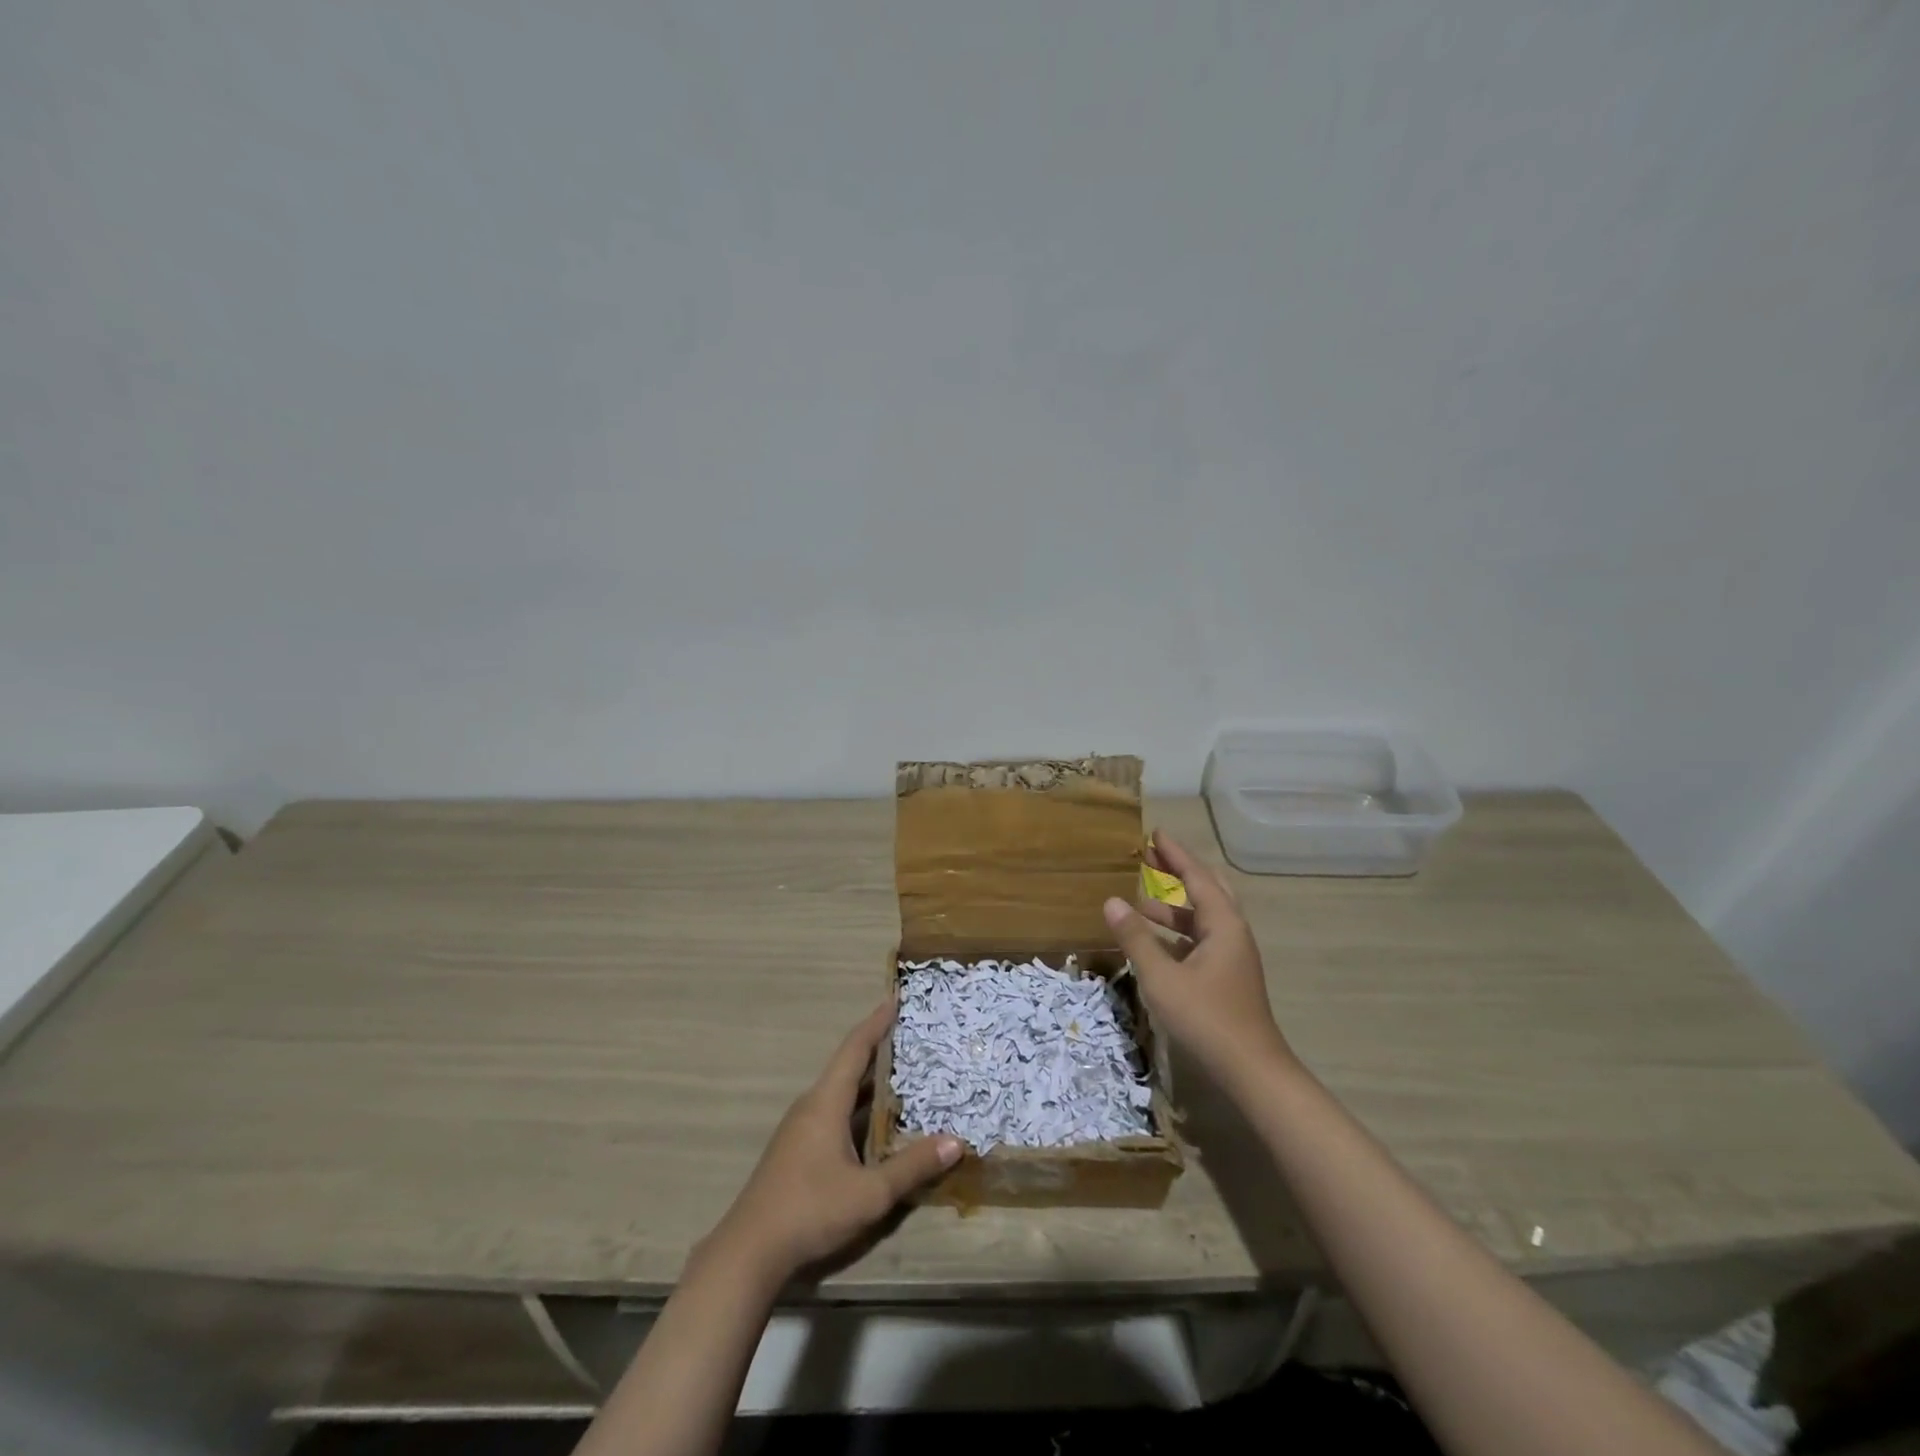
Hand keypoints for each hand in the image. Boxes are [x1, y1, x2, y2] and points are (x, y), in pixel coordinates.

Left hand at [708, 1001, 961, 1283]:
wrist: (749, 1252)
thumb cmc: (810, 1210)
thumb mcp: (870, 1193)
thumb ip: (912, 1167)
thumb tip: (956, 1142)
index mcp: (826, 1102)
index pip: (855, 1048)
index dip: (876, 1022)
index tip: (895, 998)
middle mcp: (812, 1106)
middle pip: (848, 1066)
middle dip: (879, 1048)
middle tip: (911, 1036)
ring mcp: (801, 1128)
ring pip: (841, 1092)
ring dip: (869, 1082)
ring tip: (903, 1074)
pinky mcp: (797, 1150)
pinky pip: (834, 1113)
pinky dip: (859, 1108)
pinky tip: (877, 1125)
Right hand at [1103, 830, 1294, 1092]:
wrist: (1251, 1071)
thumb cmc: (1206, 1018)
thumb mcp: (1162, 977)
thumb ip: (1136, 938)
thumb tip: (1112, 901)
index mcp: (1223, 925)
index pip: (1197, 876)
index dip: (1175, 854)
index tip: (1155, 833)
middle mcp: (1232, 933)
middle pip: (1206, 889)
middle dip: (1178, 872)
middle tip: (1151, 857)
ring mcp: (1232, 956)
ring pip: (1203, 917)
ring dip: (1174, 905)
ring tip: (1140, 900)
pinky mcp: (1227, 976)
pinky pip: (1200, 939)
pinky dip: (1177, 931)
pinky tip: (1154, 941)